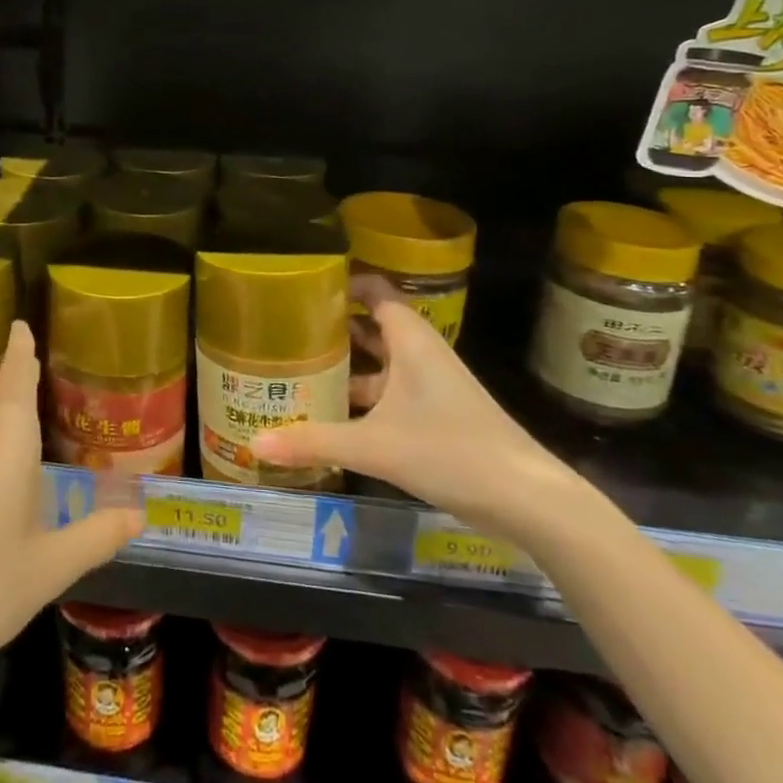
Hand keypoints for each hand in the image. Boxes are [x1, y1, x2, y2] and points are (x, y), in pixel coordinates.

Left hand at [0, 321, 142, 696]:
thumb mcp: (50, 567)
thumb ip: (97, 535)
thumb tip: (139, 516)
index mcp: (7, 436)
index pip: (18, 374)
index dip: (22, 347)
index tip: (21, 323)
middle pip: (5, 405)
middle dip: (31, 401)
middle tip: (70, 407)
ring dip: (12, 438)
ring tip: (47, 454)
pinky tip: (4, 500)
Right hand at [250, 278, 581, 537]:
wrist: (527, 499)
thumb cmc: (451, 451)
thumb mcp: (374, 447)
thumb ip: (314, 442)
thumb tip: (254, 444)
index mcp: (410, 341)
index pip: (374, 291)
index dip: (342, 284)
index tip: (302, 287)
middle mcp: (420, 354)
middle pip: (371, 326)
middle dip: (333, 327)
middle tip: (286, 330)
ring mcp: (430, 386)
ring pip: (380, 363)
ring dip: (346, 365)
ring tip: (299, 369)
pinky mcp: (437, 415)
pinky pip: (390, 392)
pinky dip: (363, 397)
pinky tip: (333, 415)